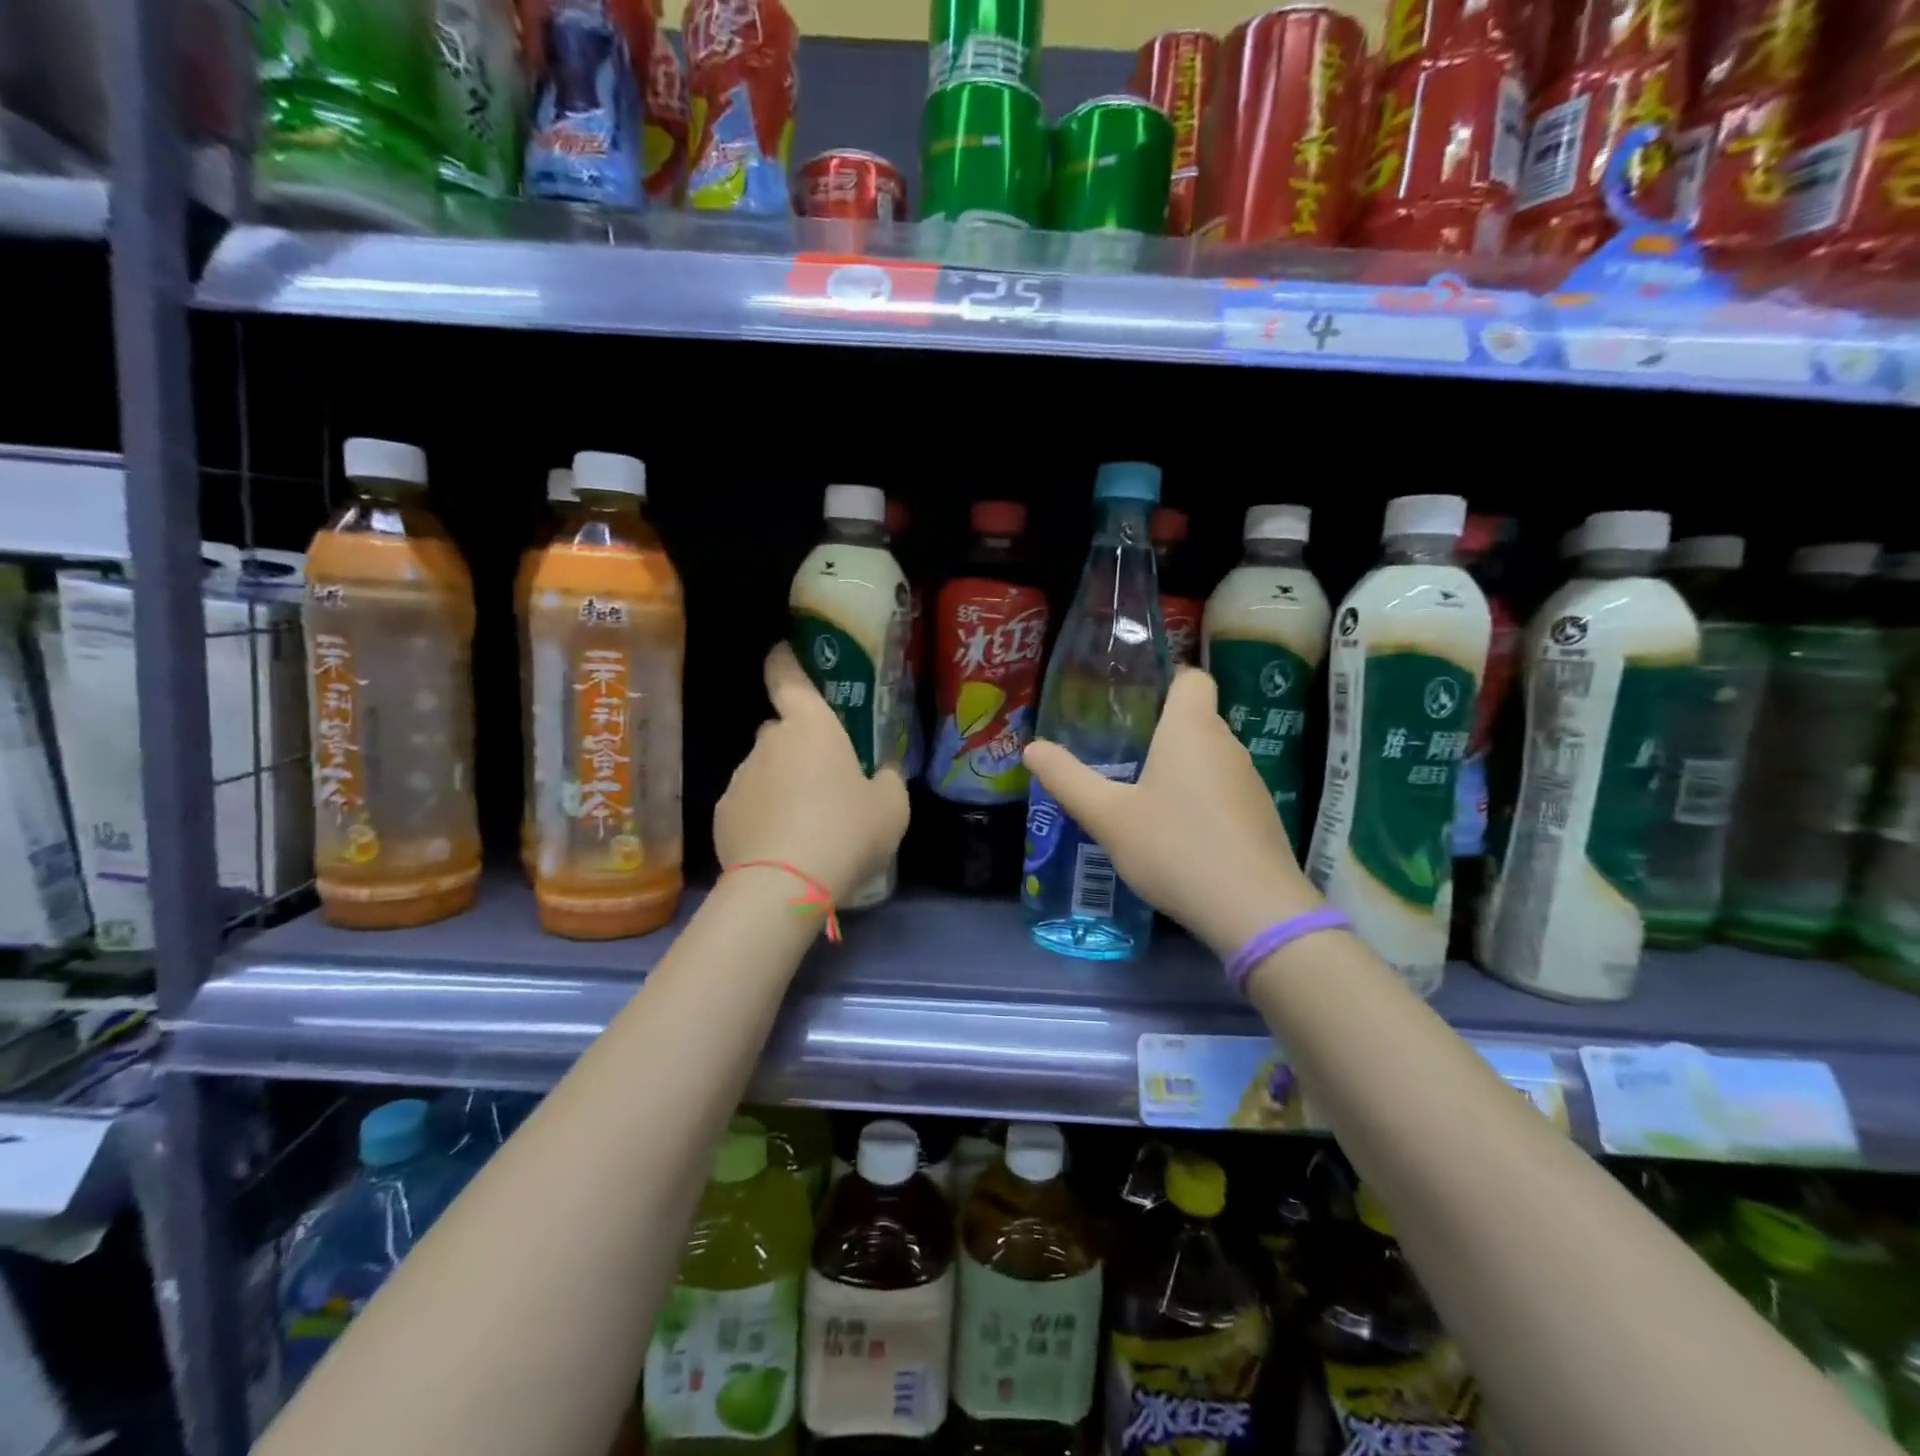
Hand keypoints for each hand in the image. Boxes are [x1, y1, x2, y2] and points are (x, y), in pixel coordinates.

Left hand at [715, 644, 910, 903]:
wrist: (784, 885)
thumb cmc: (846, 831)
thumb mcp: (891, 807)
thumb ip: (888, 781)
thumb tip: (883, 774)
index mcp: (811, 727)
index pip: (788, 678)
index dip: (784, 662)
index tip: (782, 653)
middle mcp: (769, 742)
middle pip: (781, 731)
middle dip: (798, 746)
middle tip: (825, 778)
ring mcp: (740, 778)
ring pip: (764, 770)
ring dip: (781, 784)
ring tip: (806, 824)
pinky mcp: (722, 815)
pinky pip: (748, 805)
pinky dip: (762, 816)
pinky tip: (781, 846)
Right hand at [1023, 667, 1320, 957]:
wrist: (1254, 911)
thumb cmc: (1174, 848)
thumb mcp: (1107, 817)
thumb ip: (1067, 779)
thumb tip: (1032, 748)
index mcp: (1191, 728)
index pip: (1191, 677)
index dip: (1164, 680)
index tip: (1131, 702)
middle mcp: (1227, 744)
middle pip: (1195, 717)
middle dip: (1159, 729)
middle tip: (1117, 751)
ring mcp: (1250, 781)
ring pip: (1209, 756)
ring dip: (1179, 767)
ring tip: (1139, 793)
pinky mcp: (1260, 816)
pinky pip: (1223, 789)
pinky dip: (1199, 798)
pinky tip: (1175, 832)